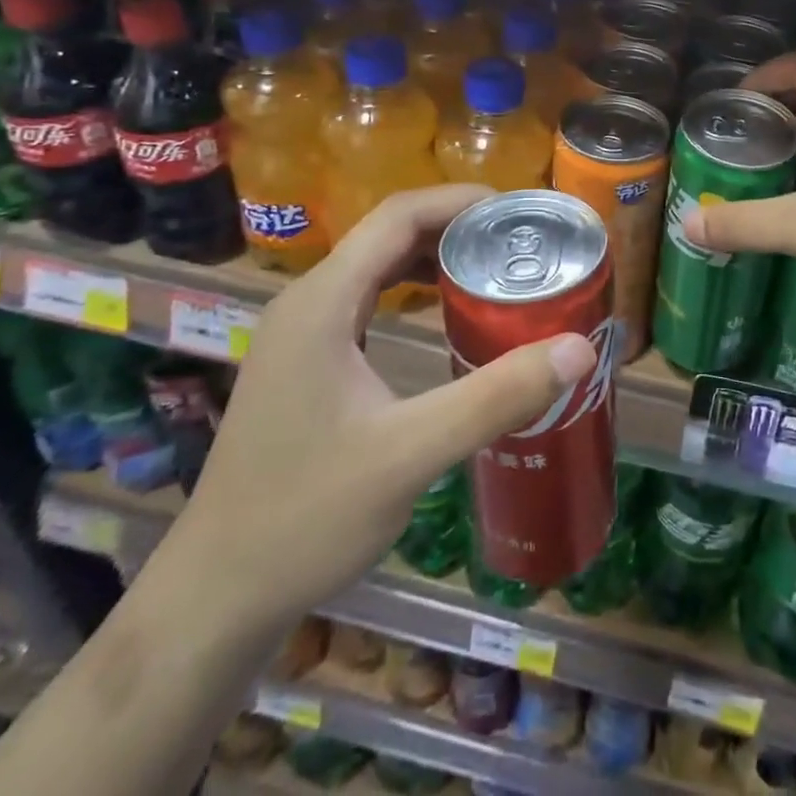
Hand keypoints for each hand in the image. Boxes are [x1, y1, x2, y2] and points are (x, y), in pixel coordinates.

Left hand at [160, 184, 598, 630]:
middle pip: (389, 232)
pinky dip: (413, 289)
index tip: (520, 211)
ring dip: (436, 255)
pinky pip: (368, 299)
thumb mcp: (410, 455)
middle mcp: (308, 301)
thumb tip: (579, 348)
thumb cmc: (305, 517)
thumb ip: (495, 398)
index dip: (461, 200)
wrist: (216, 595)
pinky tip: (447, 314)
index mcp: (323, 301)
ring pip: (378, 265)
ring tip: (496, 268)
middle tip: (521, 241)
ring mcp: (303, 332)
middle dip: (457, 226)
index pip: (398, 215)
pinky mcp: (307, 360)